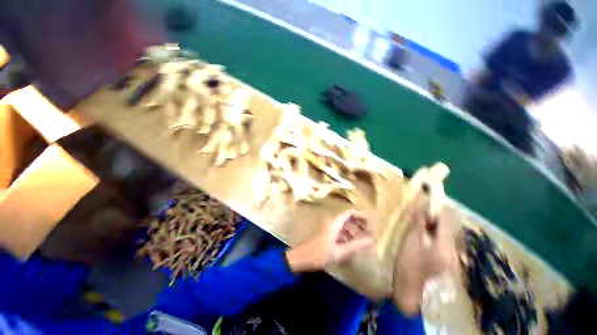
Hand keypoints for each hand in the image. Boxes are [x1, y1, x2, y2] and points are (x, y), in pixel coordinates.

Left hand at [285, 211, 372, 272]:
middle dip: (358, 222)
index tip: (370, 221)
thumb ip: (356, 244)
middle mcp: (331, 224)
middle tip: (368, 230)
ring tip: (362, 238)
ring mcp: (328, 229)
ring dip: (352, 229)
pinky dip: (347, 235)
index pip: (348, 213)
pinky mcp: (326, 236)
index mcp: (334, 224)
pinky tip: (350, 245)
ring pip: (343, 225)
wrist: (302, 258)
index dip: (359, 215)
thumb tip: (371, 238)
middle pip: (346, 218)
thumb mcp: (340, 251)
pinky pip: (339, 232)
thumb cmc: (320, 254)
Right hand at [392, 209, 457, 315]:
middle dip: (434, 217)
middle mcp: (454, 251)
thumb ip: (417, 224)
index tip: (422, 204)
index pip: (447, 220)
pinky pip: (444, 241)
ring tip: (418, 226)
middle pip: (449, 226)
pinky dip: (435, 235)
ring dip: (434, 226)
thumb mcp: (409, 243)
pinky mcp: (448, 261)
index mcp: (445, 247)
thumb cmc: (408, 267)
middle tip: (417, 217)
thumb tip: (421, 206)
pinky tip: (423, 238)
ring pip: (447, 233)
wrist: (411, 294)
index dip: (436, 209)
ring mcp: (453, 257)